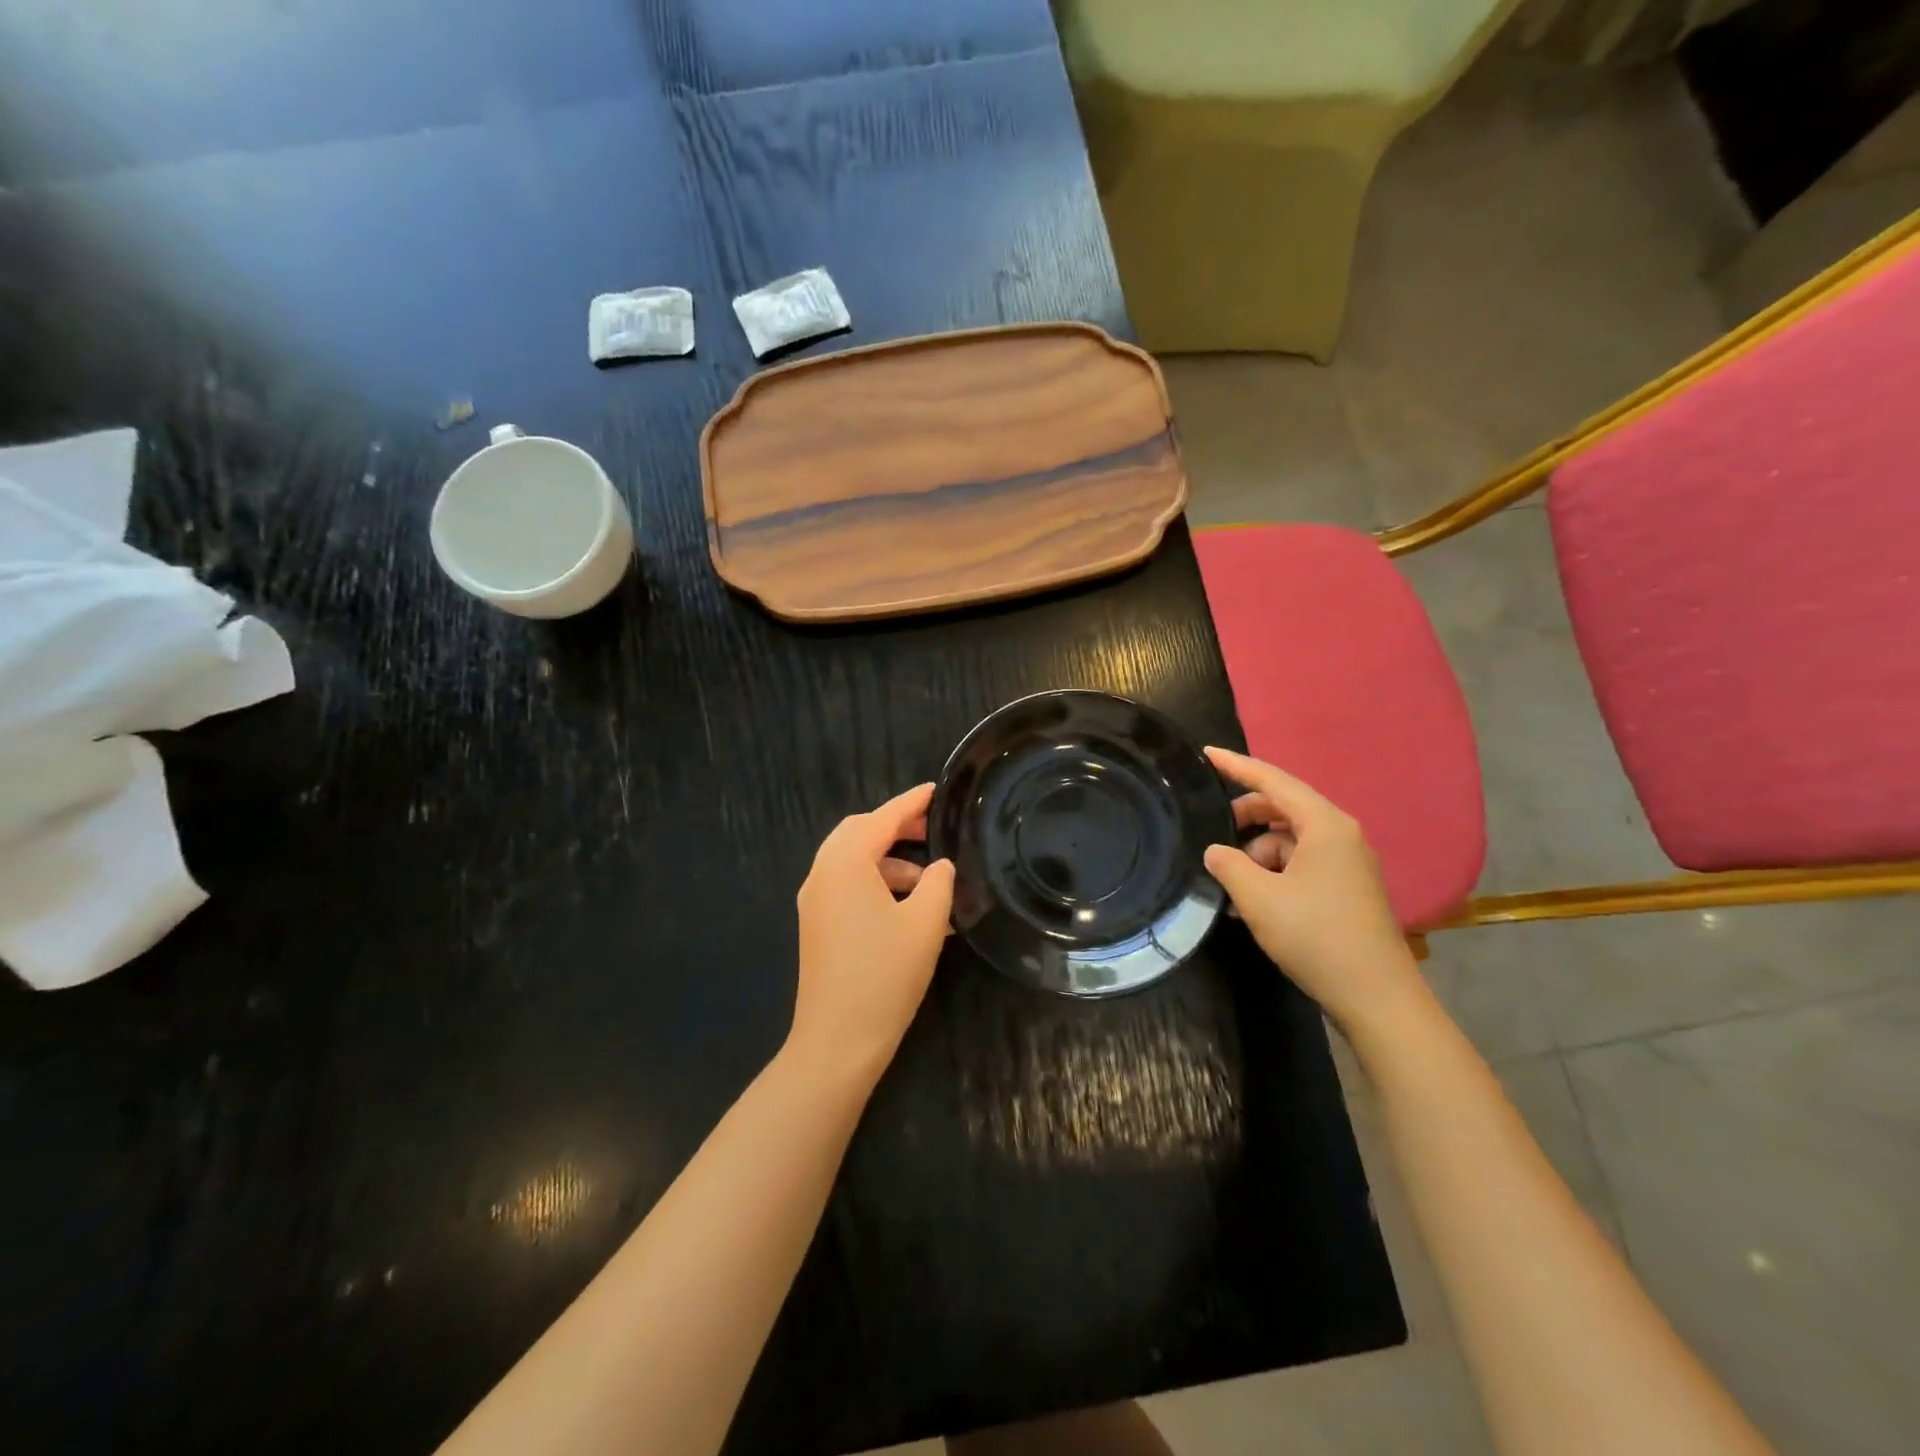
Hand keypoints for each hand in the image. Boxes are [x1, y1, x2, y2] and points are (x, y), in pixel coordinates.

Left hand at [789, 783, 955, 1089]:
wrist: (837, 1041)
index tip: (936, 790)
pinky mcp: (817, 925)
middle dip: (895, 827)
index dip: (911, 802)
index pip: (882, 818)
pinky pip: (848, 886)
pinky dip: (877, 884)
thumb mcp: (925, 923)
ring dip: (889, 861)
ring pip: (853, 861)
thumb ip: (939, 882)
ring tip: (931, 882)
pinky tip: (910, 910)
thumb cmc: (885, 975)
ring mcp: (815, 901)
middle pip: (859, 833)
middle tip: (932, 830)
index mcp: (845, 863)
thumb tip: (940, 865)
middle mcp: (822, 874)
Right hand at [1202, 747, 1425, 1031]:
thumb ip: (1229, 865)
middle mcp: (1341, 834)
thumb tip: (1216, 851)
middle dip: (1244, 819)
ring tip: (1231, 885)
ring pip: (1290, 840)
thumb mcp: (1258, 898)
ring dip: (1257, 854)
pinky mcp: (1347, 888)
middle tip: (1211, 833)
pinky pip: (1301, 864)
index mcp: (1325, 825)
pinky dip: (1274, 873)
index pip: (1273, 780)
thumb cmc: (1316, 936)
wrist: (1376, 997)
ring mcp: (1348, 863)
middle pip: (1283, 808)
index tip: (1206, 754)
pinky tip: (1253, 903)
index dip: (1236, 766)